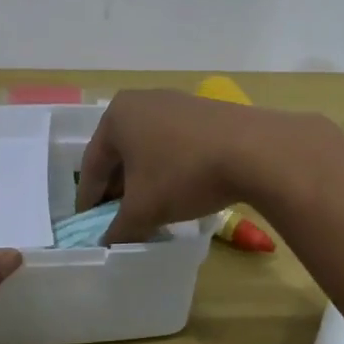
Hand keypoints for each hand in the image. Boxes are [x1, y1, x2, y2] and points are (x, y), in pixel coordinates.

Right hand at [76, 89, 285, 244]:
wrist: (255, 150)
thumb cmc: (184, 174)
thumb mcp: (144, 209)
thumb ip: (118, 228)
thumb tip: (106, 243)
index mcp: (117, 115)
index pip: (93, 164)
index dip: (89, 199)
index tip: (88, 224)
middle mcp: (143, 101)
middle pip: (121, 153)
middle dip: (119, 188)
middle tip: (118, 218)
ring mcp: (177, 102)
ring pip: (150, 148)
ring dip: (146, 179)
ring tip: (150, 208)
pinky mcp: (206, 112)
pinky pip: (176, 144)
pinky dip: (171, 168)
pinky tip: (181, 190)